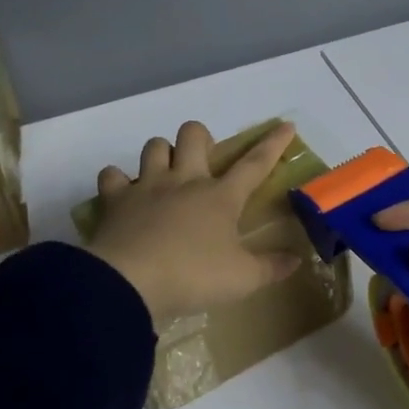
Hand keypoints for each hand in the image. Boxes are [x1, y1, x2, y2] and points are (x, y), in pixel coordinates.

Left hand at [84, 121, 303, 322]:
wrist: (129, 283)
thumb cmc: (192, 276)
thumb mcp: (242, 279)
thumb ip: (270, 268)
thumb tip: (295, 260)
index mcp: (220, 197)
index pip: (254, 163)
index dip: (272, 144)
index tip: (285, 125)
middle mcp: (185, 181)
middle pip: (193, 135)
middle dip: (201, 137)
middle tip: (203, 159)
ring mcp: (147, 186)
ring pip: (155, 146)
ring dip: (162, 153)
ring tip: (165, 173)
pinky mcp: (115, 200)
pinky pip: (112, 175)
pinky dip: (117, 181)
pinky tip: (123, 194)